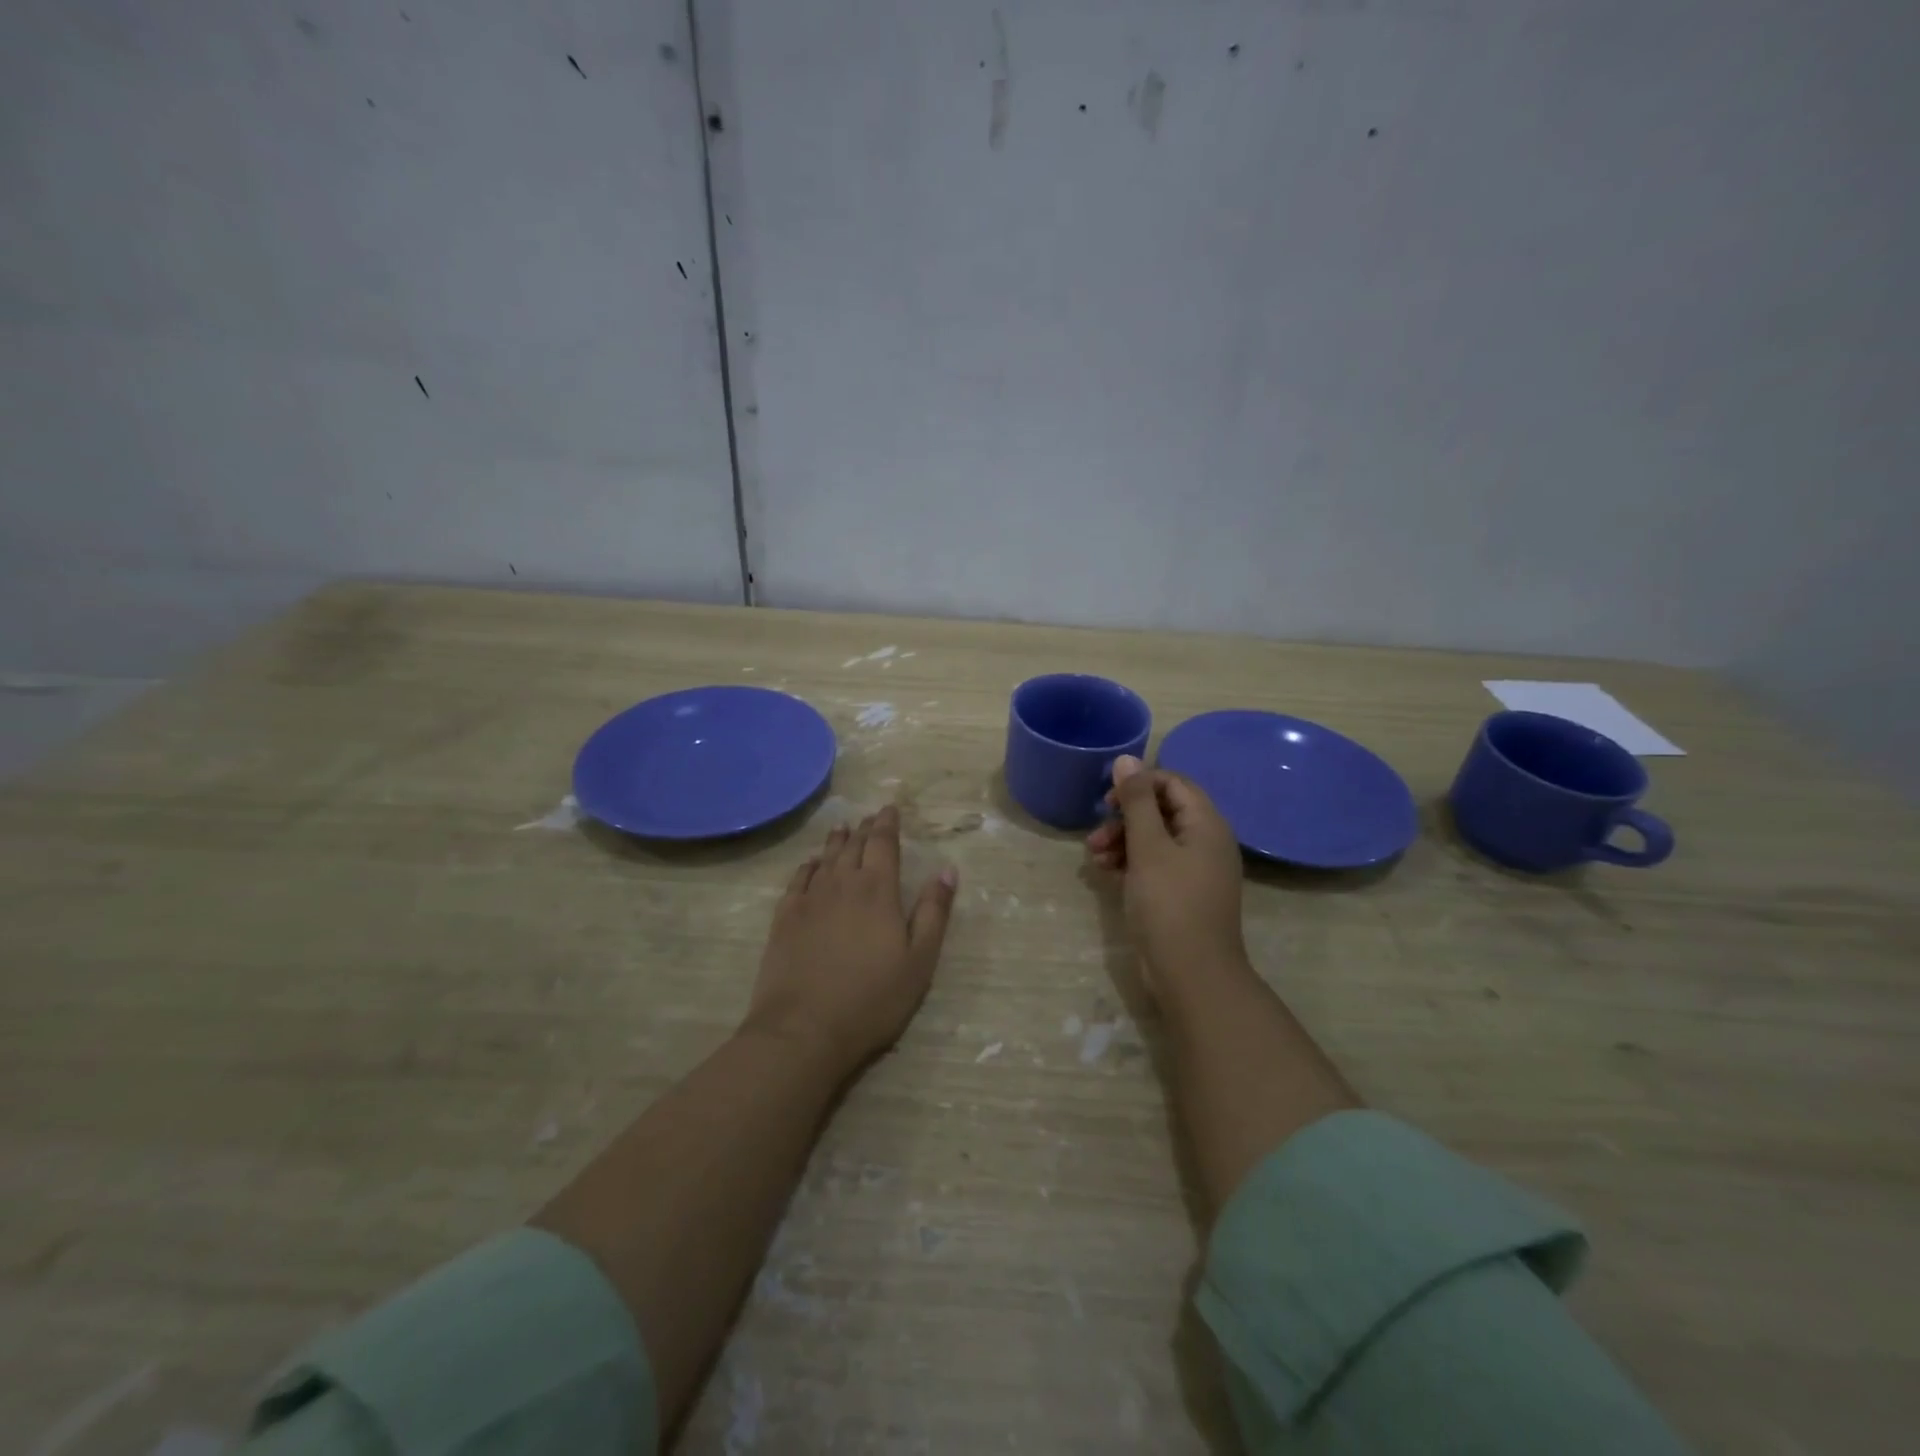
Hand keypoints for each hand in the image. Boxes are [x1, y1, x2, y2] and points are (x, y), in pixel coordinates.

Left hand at [745, 806, 957, 1074]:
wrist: (803, 1028)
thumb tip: (947, 870)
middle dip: (865, 829)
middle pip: (854, 846)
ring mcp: (809, 899)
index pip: (883, 844)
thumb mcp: (919, 960)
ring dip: (836, 841)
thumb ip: (933, 912)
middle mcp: (842, 884)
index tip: (890, 809)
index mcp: (878, 890)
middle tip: (870, 817)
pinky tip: (811, 864)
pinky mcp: (785, 918)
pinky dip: (808, 866)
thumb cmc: (872, 998)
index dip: (888, 824)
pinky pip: (798, 880)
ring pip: (826, 858)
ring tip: (842, 828)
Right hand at [1086, 756, 1247, 990]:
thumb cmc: (1170, 904)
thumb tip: (1128, 759)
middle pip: (1162, 811)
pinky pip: (1155, 864)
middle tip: (1096, 834)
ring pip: (1155, 839)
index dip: (1139, 784)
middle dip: (1125, 817)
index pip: (1174, 783)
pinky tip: (1106, 872)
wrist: (1192, 975)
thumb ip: (1137, 802)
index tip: (1108, 800)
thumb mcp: (1148, 847)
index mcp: (1206, 824)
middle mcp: (1206, 842)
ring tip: (1094, 858)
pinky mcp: (1183, 894)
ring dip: (1123, 841)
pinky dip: (1131, 863)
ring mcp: (1196, 870)